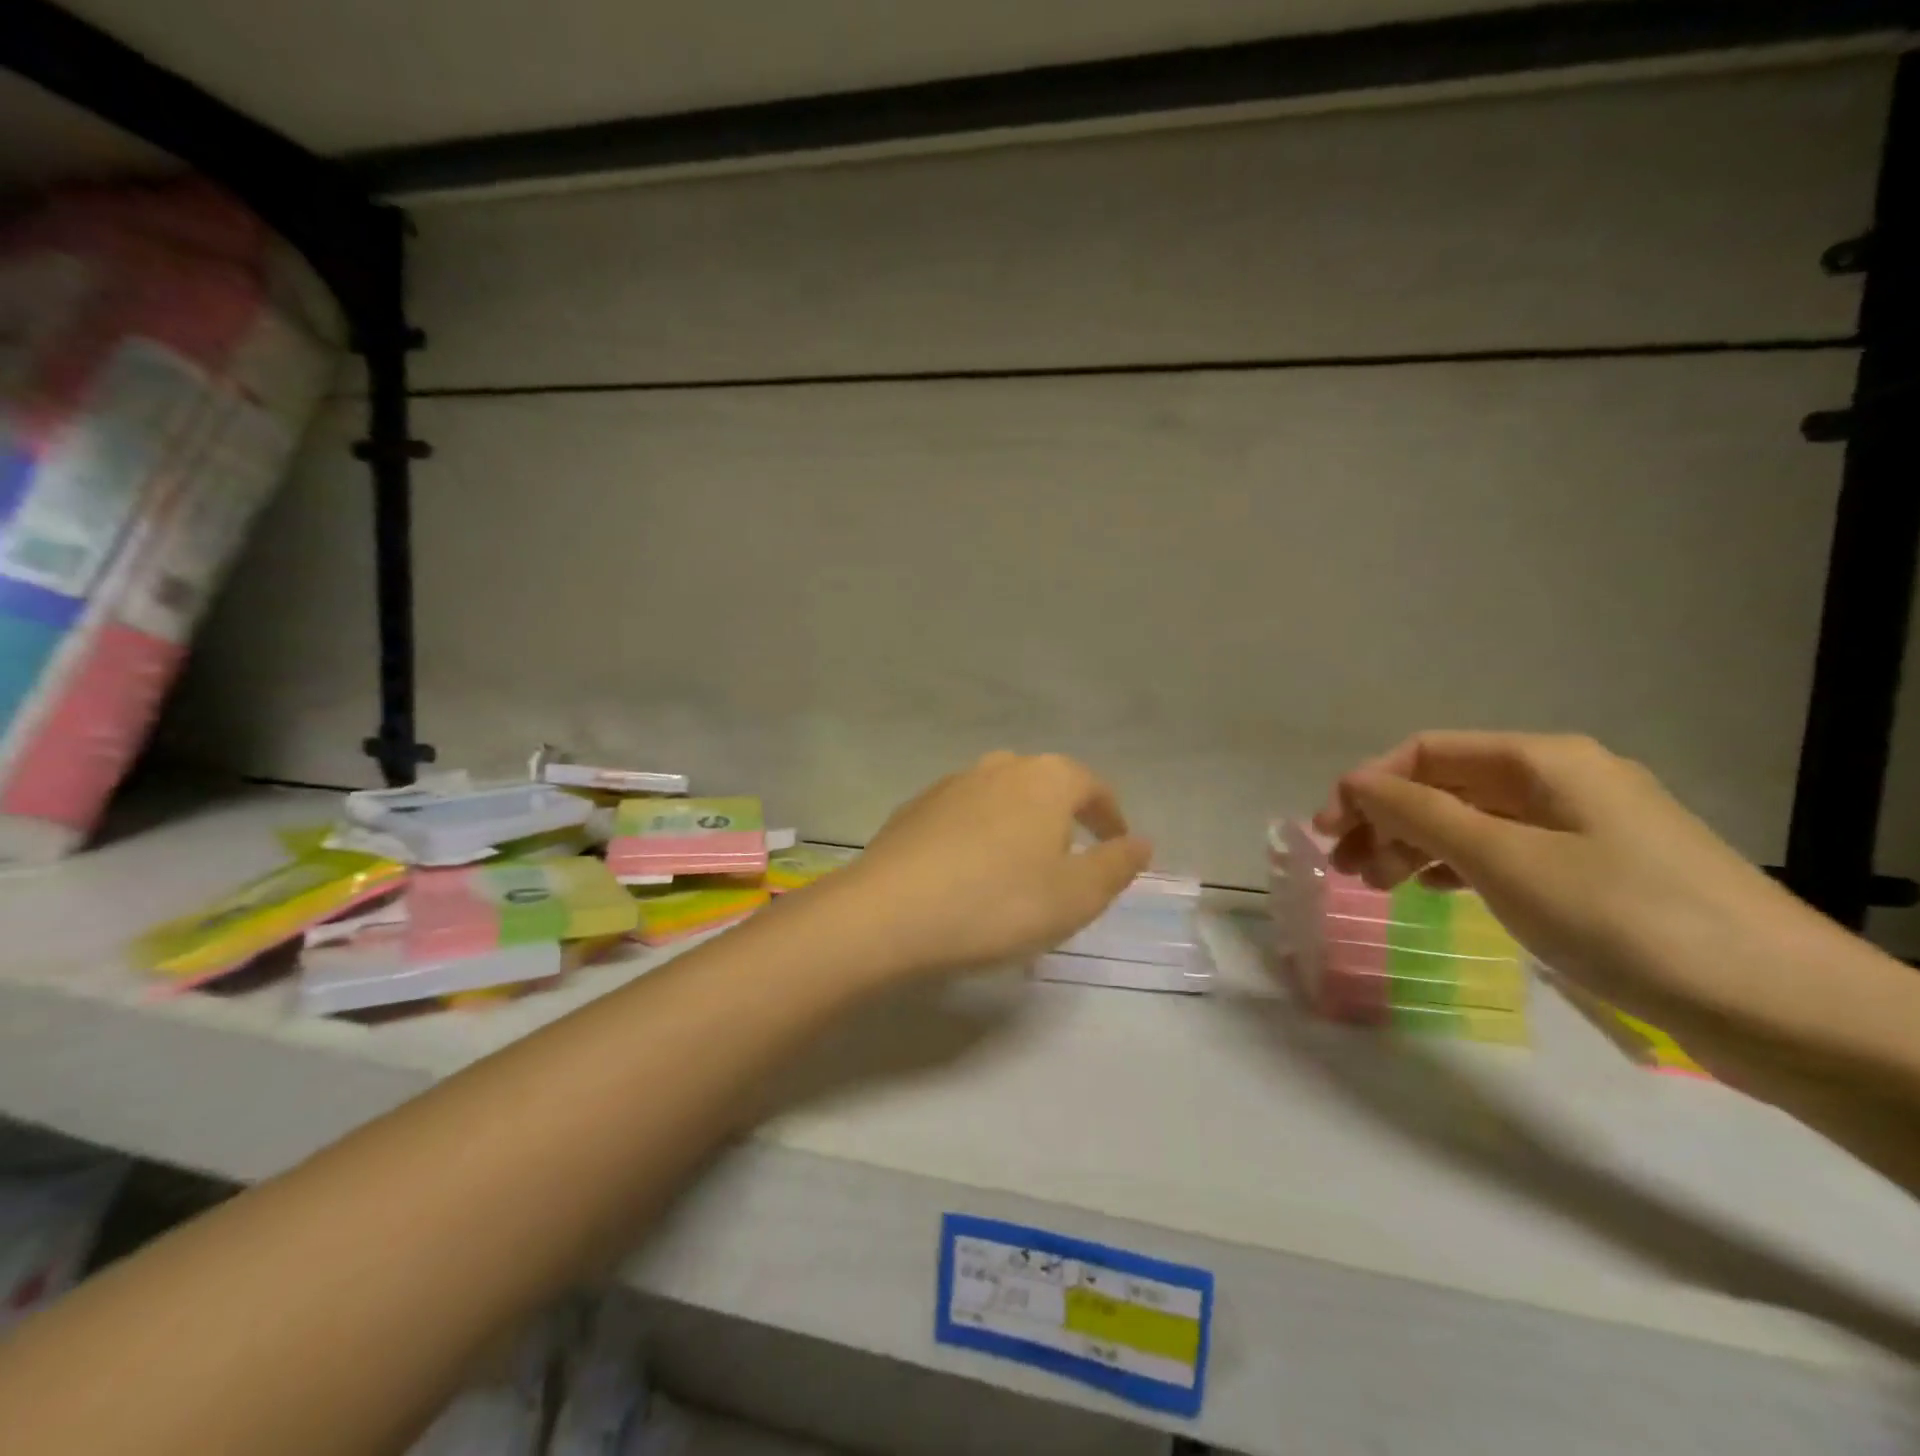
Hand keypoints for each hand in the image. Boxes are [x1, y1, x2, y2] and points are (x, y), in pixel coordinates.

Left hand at [820, 752, 1151, 977]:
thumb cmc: (998, 904)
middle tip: (1070, 859)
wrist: (889, 914)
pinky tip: (970, 873)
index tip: (1119, 846)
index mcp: (1045, 779)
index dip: (1110, 817)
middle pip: (1044, 786)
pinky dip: (979, 837)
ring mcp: (950, 784)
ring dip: (1018, 827)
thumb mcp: (1076, 896)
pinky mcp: (913, 809)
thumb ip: (1116, 865)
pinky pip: (963, 817)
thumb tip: (1140, 842)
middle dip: (1063, 818)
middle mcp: (998, 767)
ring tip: (1019, 869)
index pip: (1092, 787)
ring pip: (1001, 799)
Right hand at [1311, 731, 1840, 1040]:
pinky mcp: (1600, 872)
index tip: (1328, 833)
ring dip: (1415, 845)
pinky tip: (1437, 892)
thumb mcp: (1505, 860)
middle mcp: (1561, 781)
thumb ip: (1420, 814)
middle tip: (1348, 869)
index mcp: (1542, 761)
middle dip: (1386, 819)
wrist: (1786, 1009)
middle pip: (1446, 785)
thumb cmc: (1625, 918)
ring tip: (1380, 887)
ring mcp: (1584, 827)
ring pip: (1472, 821)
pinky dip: (1458, 867)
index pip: (1425, 753)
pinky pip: (1505, 852)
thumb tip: (1355, 784)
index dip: (1367, 785)